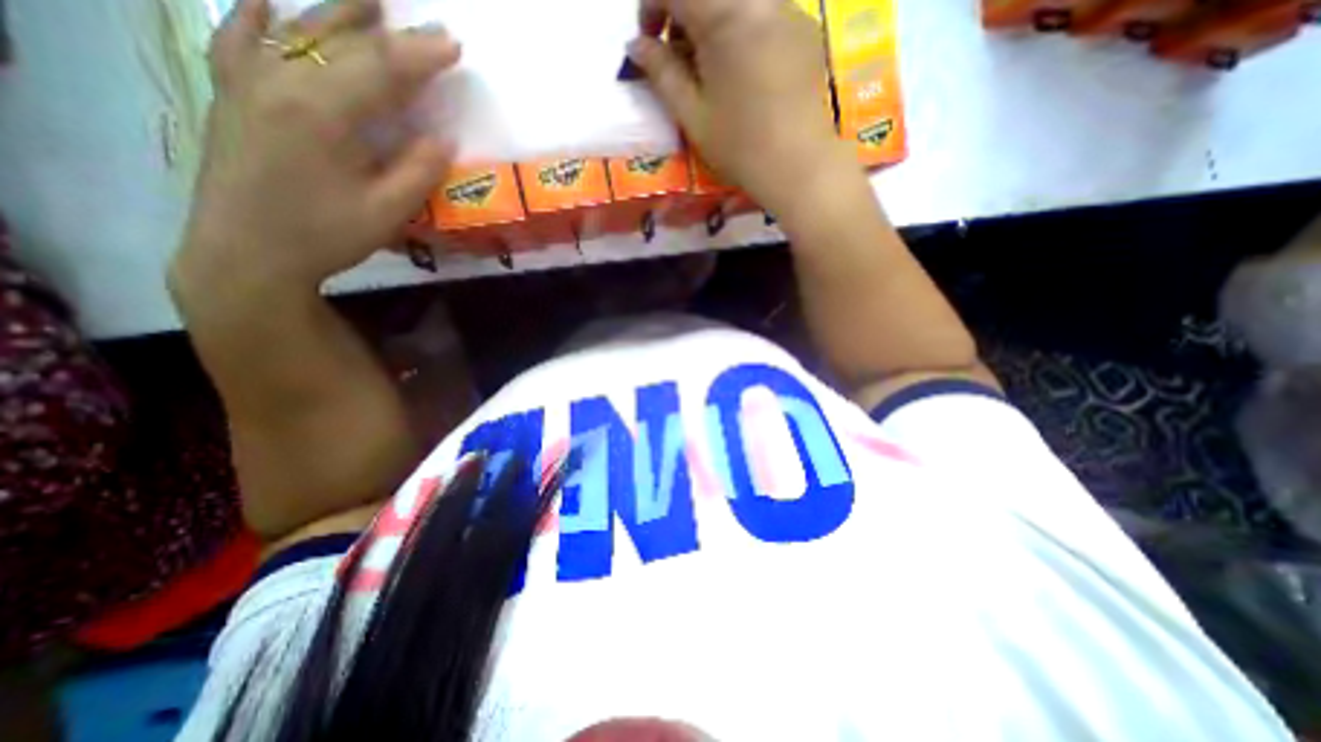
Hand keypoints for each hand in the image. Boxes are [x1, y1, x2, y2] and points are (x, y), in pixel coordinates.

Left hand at [170, 0, 461, 299]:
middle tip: (424, 23)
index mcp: (321, 113)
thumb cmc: (324, 236)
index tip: (453, 44)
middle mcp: (278, 81)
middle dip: (388, 30)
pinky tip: (266, 0)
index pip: (381, 69)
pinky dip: (255, 14)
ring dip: (334, 11)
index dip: (421, 55)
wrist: (246, 253)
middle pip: (339, 41)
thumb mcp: (386, 212)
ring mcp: (246, 81)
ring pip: (293, 30)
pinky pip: (238, 38)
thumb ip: (418, 171)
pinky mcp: (230, 93)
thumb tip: (444, 137)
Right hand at [626, 0, 850, 217]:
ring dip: (713, 22)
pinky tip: (743, 70)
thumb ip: (662, 74)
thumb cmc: (739, 146)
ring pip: (738, 1)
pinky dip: (742, 28)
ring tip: (710, 68)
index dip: (651, 7)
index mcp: (724, 15)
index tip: (648, 42)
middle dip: (683, 15)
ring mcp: (788, 10)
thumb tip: (635, 47)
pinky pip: (765, 12)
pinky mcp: (805, 29)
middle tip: (679, 58)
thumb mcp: (692, 114)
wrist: (797, 165)